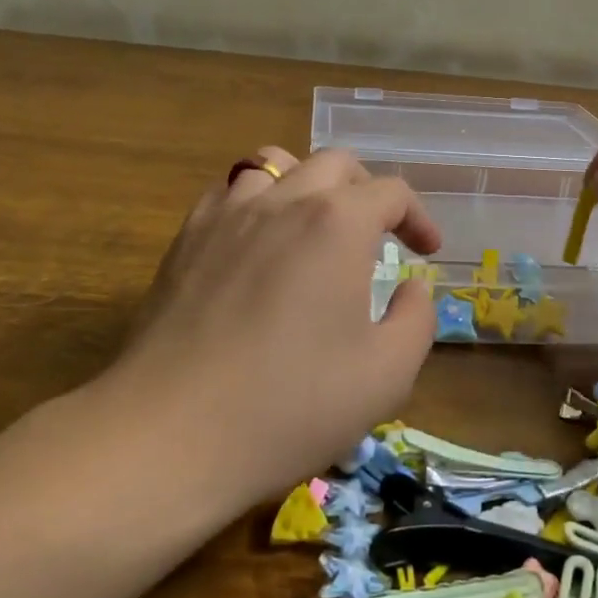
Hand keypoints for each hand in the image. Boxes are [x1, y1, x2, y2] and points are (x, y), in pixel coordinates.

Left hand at [109, 147, 440, 499]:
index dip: (418, 217)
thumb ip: (416, 319)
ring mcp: (227, 214)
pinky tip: (258, 243)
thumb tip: (410, 288)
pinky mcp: (186, 238)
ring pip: (274, 164)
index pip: (391, 192)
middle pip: (335, 164)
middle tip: (376, 236)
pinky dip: (256, 201)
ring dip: (307, 184)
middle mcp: (284, 200)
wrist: (172, 433)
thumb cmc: (291, 405)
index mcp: (338, 223)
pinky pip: (228, 192)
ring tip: (315, 226)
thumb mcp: (387, 375)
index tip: (425, 252)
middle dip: (367, 191)